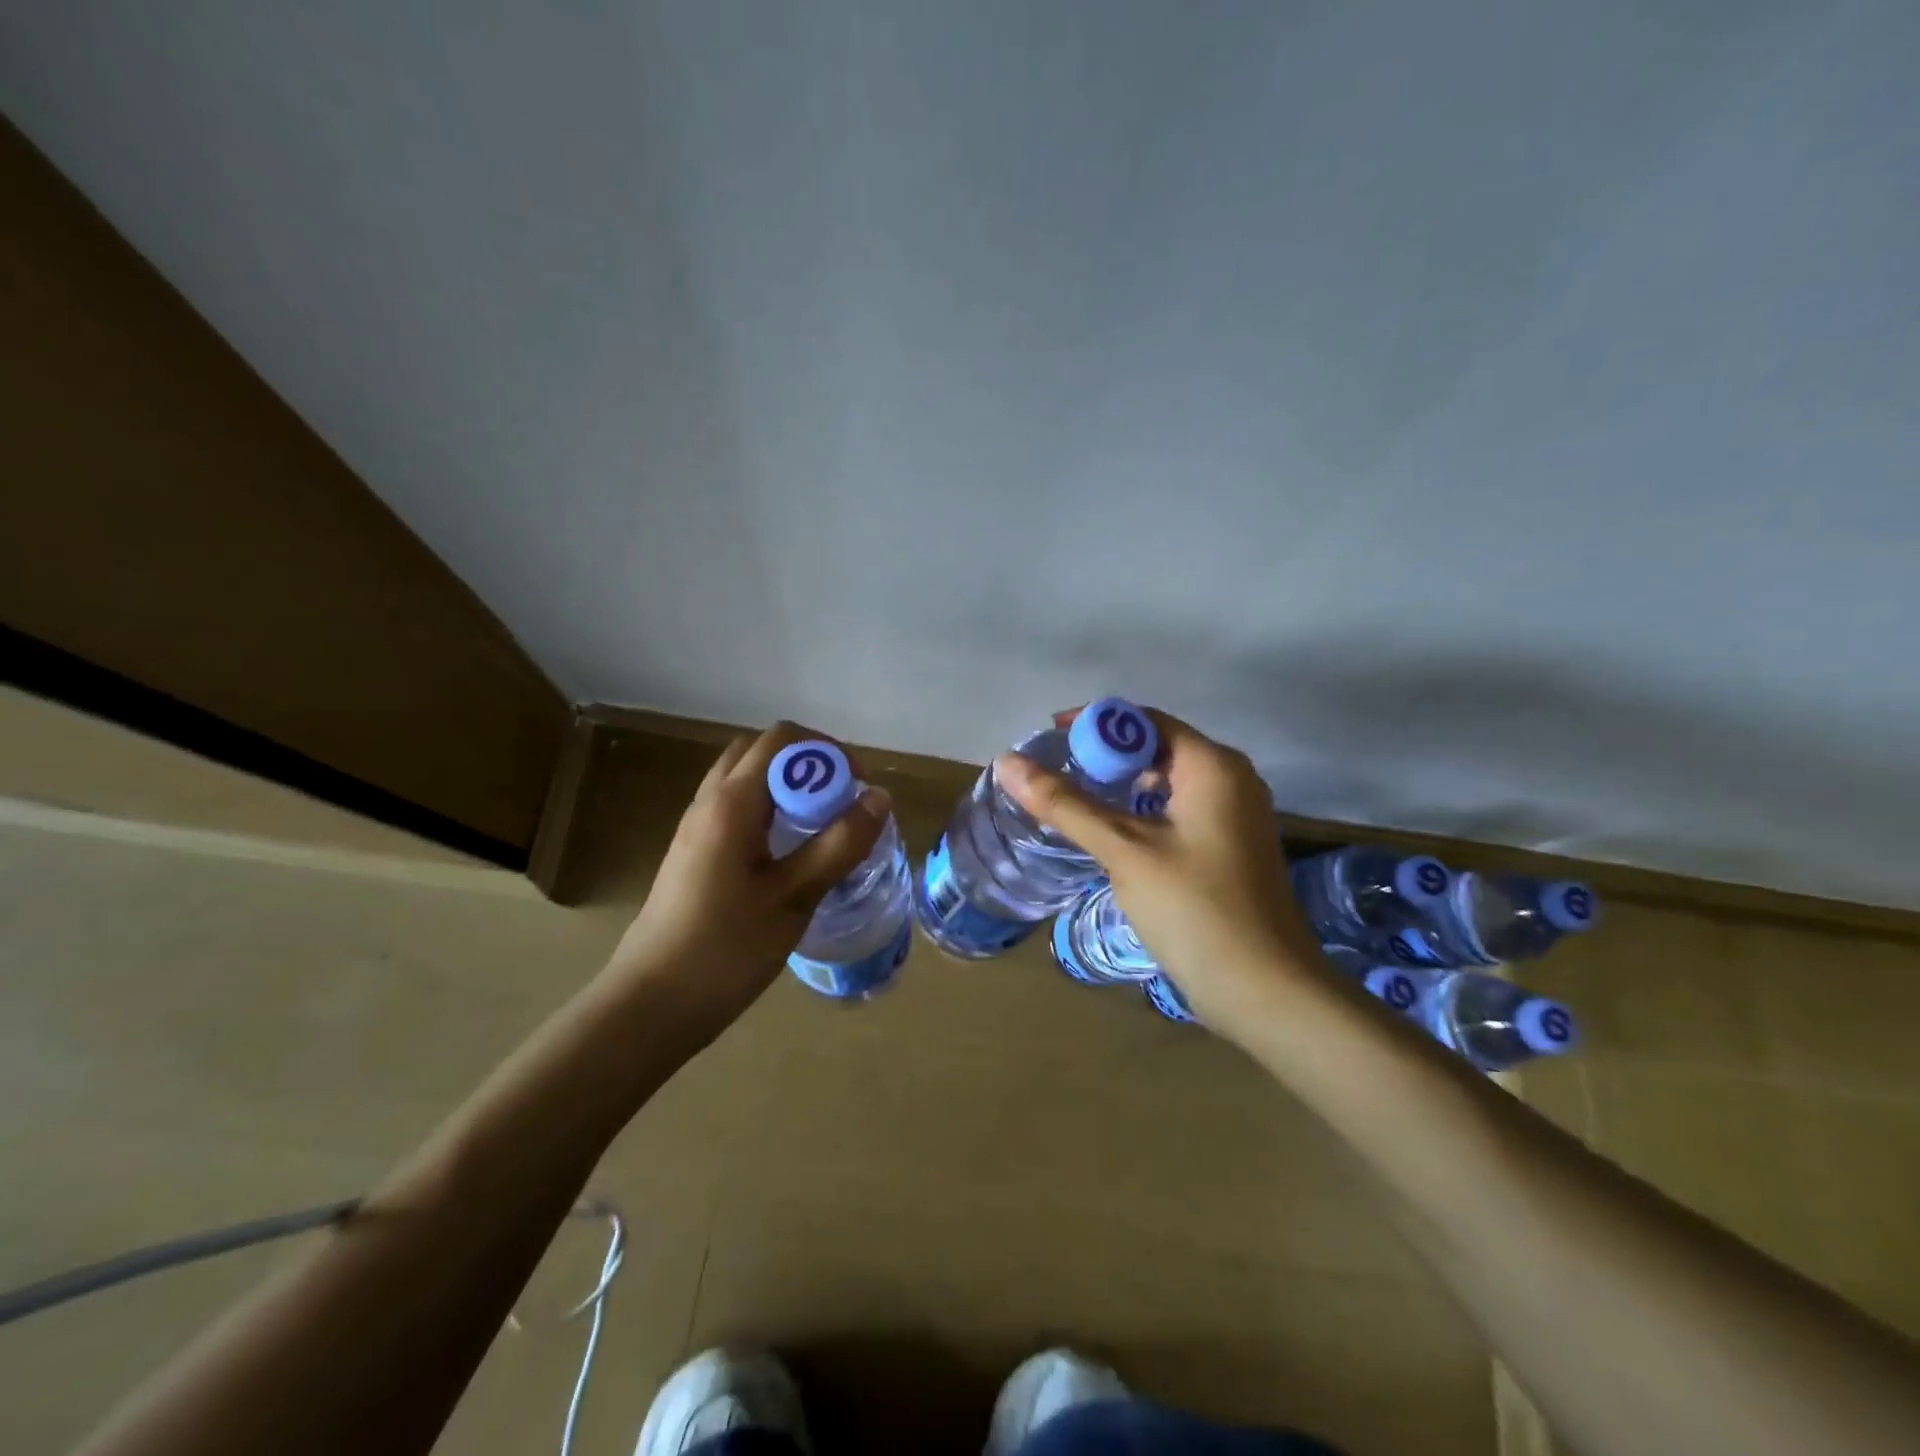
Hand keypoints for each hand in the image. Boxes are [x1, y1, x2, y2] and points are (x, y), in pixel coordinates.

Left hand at [603, 722, 890, 1032]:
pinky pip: (735, 808)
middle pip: (760, 752)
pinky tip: (788, 853)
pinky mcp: (693, 853)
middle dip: (807, 763)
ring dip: (787, 786)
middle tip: (840, 800)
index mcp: (731, 803)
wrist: (649, 1005)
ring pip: (745, 780)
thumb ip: (839, 844)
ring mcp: (696, 828)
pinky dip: (768, 809)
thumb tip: (879, 798)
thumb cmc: (725, 950)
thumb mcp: (793, 897)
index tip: (858, 785)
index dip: (827, 750)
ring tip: (820, 826)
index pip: (781, 740)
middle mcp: (709, 802)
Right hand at [996, 709, 1309, 1025]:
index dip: (1095, 724)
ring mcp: (1237, 816)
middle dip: (1105, 757)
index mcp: (1214, 766)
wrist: (1266, 992)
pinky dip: (1144, 814)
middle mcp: (1232, 780)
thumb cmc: (1195, 910)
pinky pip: (1180, 812)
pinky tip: (1113, 836)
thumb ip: (1065, 804)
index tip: (1049, 739)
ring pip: (1169, 783)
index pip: (1145, 721)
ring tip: (1073, 802)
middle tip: (1055, 774)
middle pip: (1158, 748)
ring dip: (1122, 787)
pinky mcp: (1232, 849)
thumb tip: (1007, 763)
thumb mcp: (1124, 851)